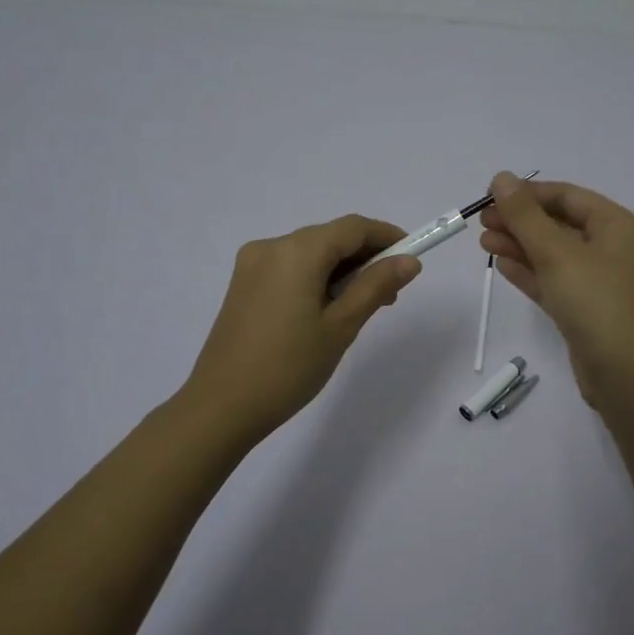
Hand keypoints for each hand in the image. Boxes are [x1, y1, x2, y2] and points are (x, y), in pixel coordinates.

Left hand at [182, 214, 420, 444]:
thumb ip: (375, 286)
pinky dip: (316, 278)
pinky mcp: (244, 284)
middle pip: (330, 237)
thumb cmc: (289, 367)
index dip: (387, 237)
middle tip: (390, 295)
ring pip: (311, 253)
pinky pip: (290, 268)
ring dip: (342, 270)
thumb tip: (409, 261)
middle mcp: (271, 246)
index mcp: (296, 251)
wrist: (221, 407)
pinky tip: (328, 310)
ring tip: (362, 308)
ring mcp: (252, 265)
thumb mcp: (341, 326)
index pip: (353, 227)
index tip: (412, 259)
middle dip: (365, 257)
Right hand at [478, 173, 633, 405]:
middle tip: (481, 222)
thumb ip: (525, 216)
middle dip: (519, 221)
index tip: (489, 196)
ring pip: (552, 254)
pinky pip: (553, 281)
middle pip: (558, 223)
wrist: (627, 375)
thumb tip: (501, 177)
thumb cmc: (596, 303)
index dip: (527, 194)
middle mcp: (611, 248)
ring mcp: (598, 280)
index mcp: (616, 225)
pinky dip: (529, 272)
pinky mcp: (585, 309)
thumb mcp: (557, 253)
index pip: (566, 196)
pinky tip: (502, 266)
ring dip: (519, 245)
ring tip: (483, 243)